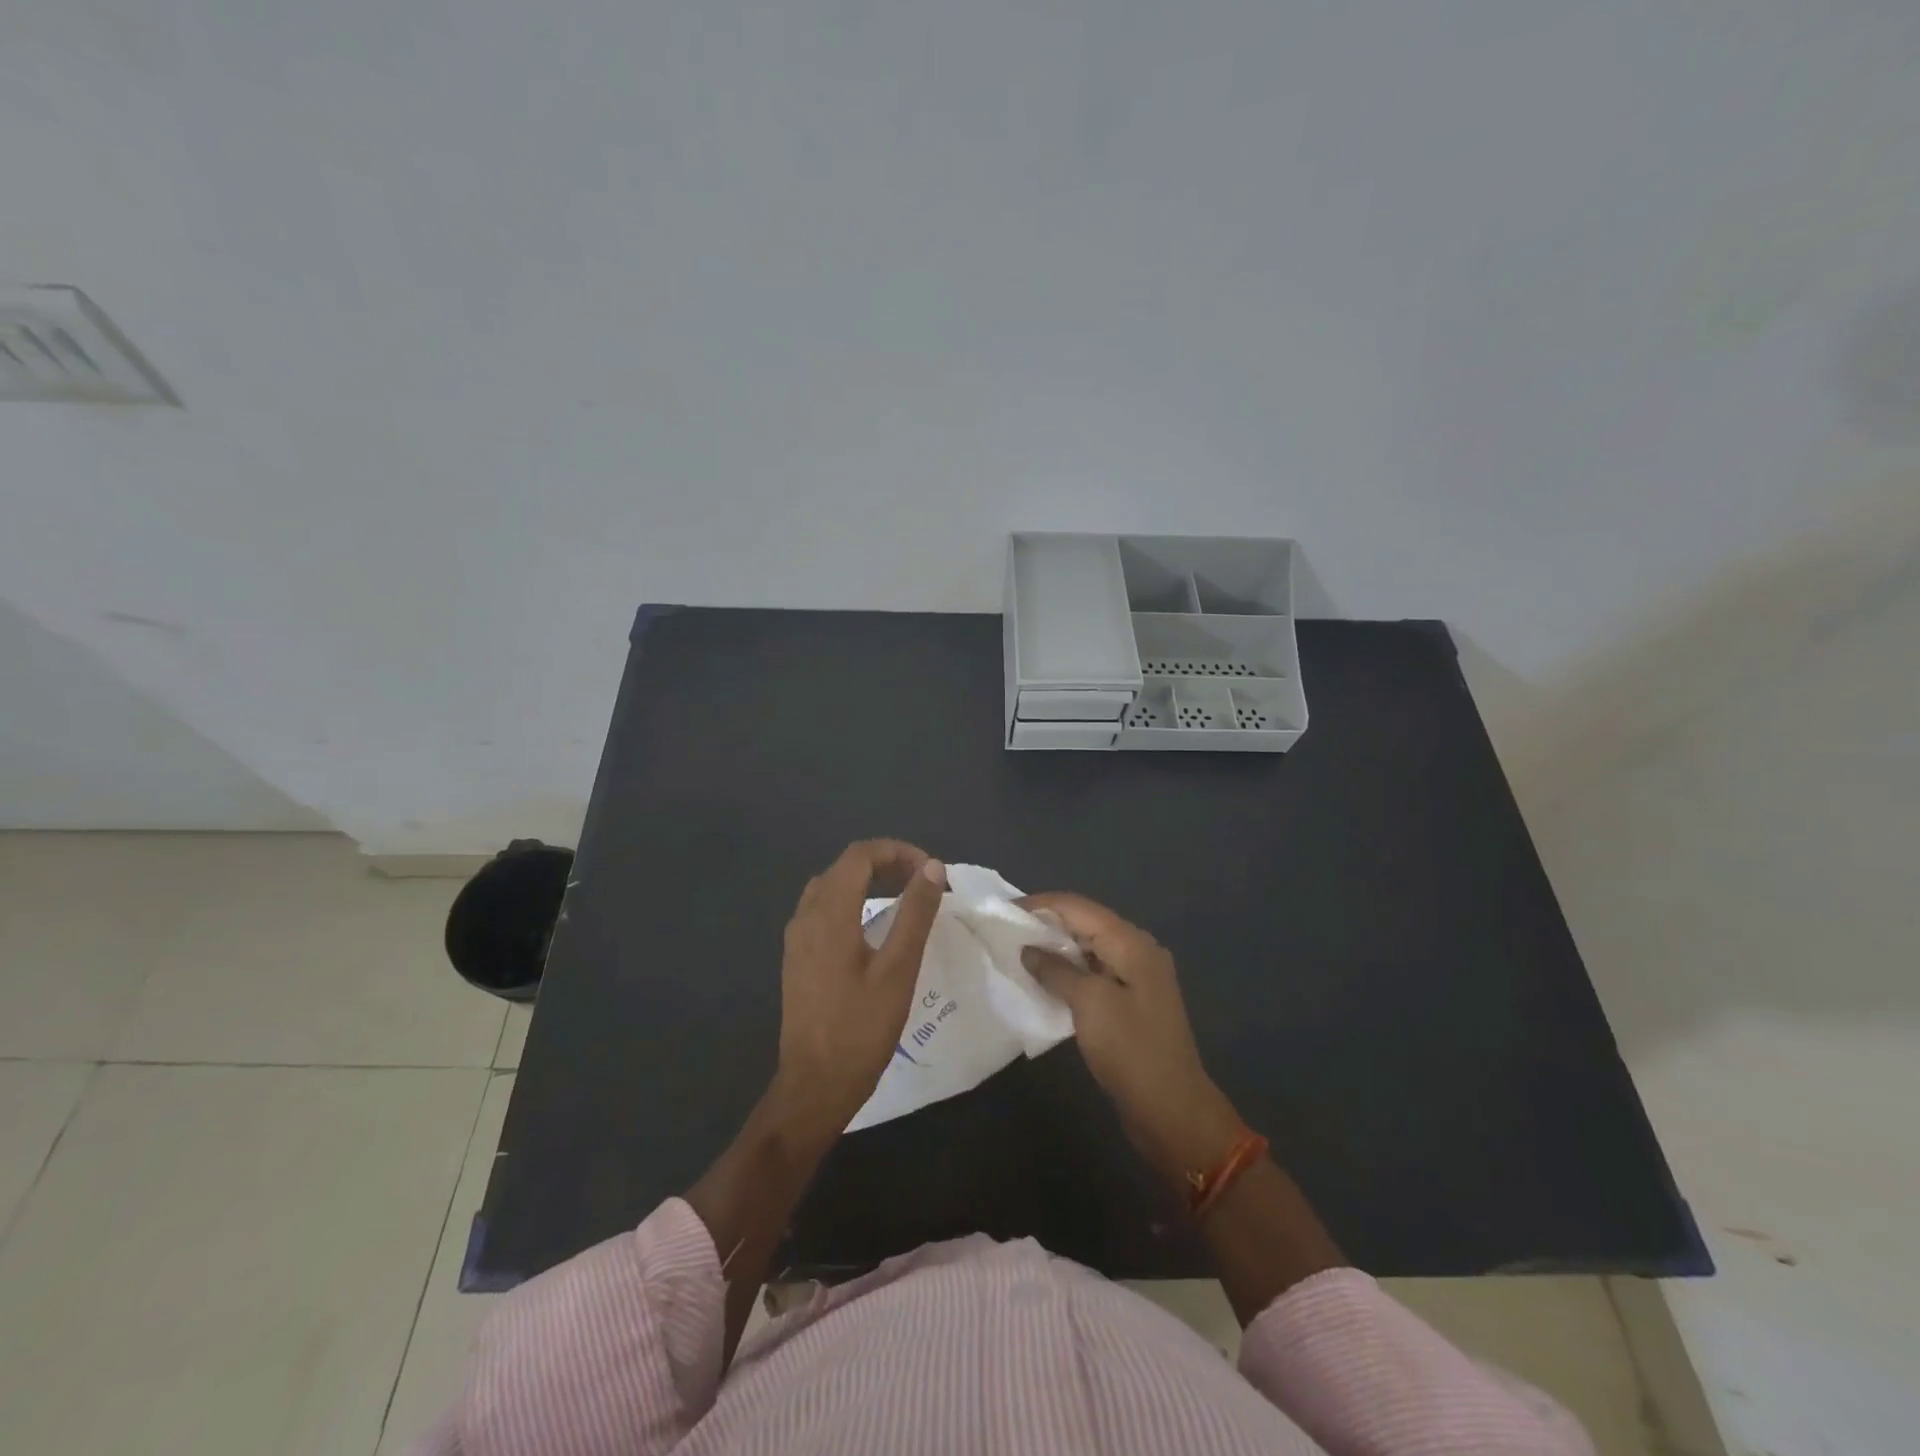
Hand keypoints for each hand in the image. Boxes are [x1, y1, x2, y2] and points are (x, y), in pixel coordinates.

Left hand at [771, 839, 945, 1137]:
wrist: (813, 1087)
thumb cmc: (860, 1029)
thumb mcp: (898, 969)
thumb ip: (915, 913)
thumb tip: (932, 868)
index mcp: (828, 913)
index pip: (860, 855)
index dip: (898, 852)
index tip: (931, 872)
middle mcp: (806, 916)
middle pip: (845, 867)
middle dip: (886, 863)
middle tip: (924, 882)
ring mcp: (797, 938)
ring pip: (832, 887)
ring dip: (869, 881)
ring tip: (904, 897)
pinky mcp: (798, 957)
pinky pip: (824, 910)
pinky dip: (853, 901)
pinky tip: (875, 926)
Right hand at [1019, 892, 1241, 1181]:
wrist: (1171, 1108)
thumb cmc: (1130, 1049)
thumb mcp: (1089, 1003)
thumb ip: (1056, 970)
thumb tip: (1029, 950)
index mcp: (1131, 942)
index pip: (1078, 907)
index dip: (1040, 904)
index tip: (1004, 909)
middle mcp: (1137, 950)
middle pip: (1085, 923)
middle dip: (1047, 924)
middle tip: (1006, 931)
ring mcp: (1137, 976)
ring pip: (1089, 948)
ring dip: (1056, 949)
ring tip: (1019, 953)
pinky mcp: (1132, 1001)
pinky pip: (1095, 972)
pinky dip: (1069, 971)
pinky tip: (1045, 981)